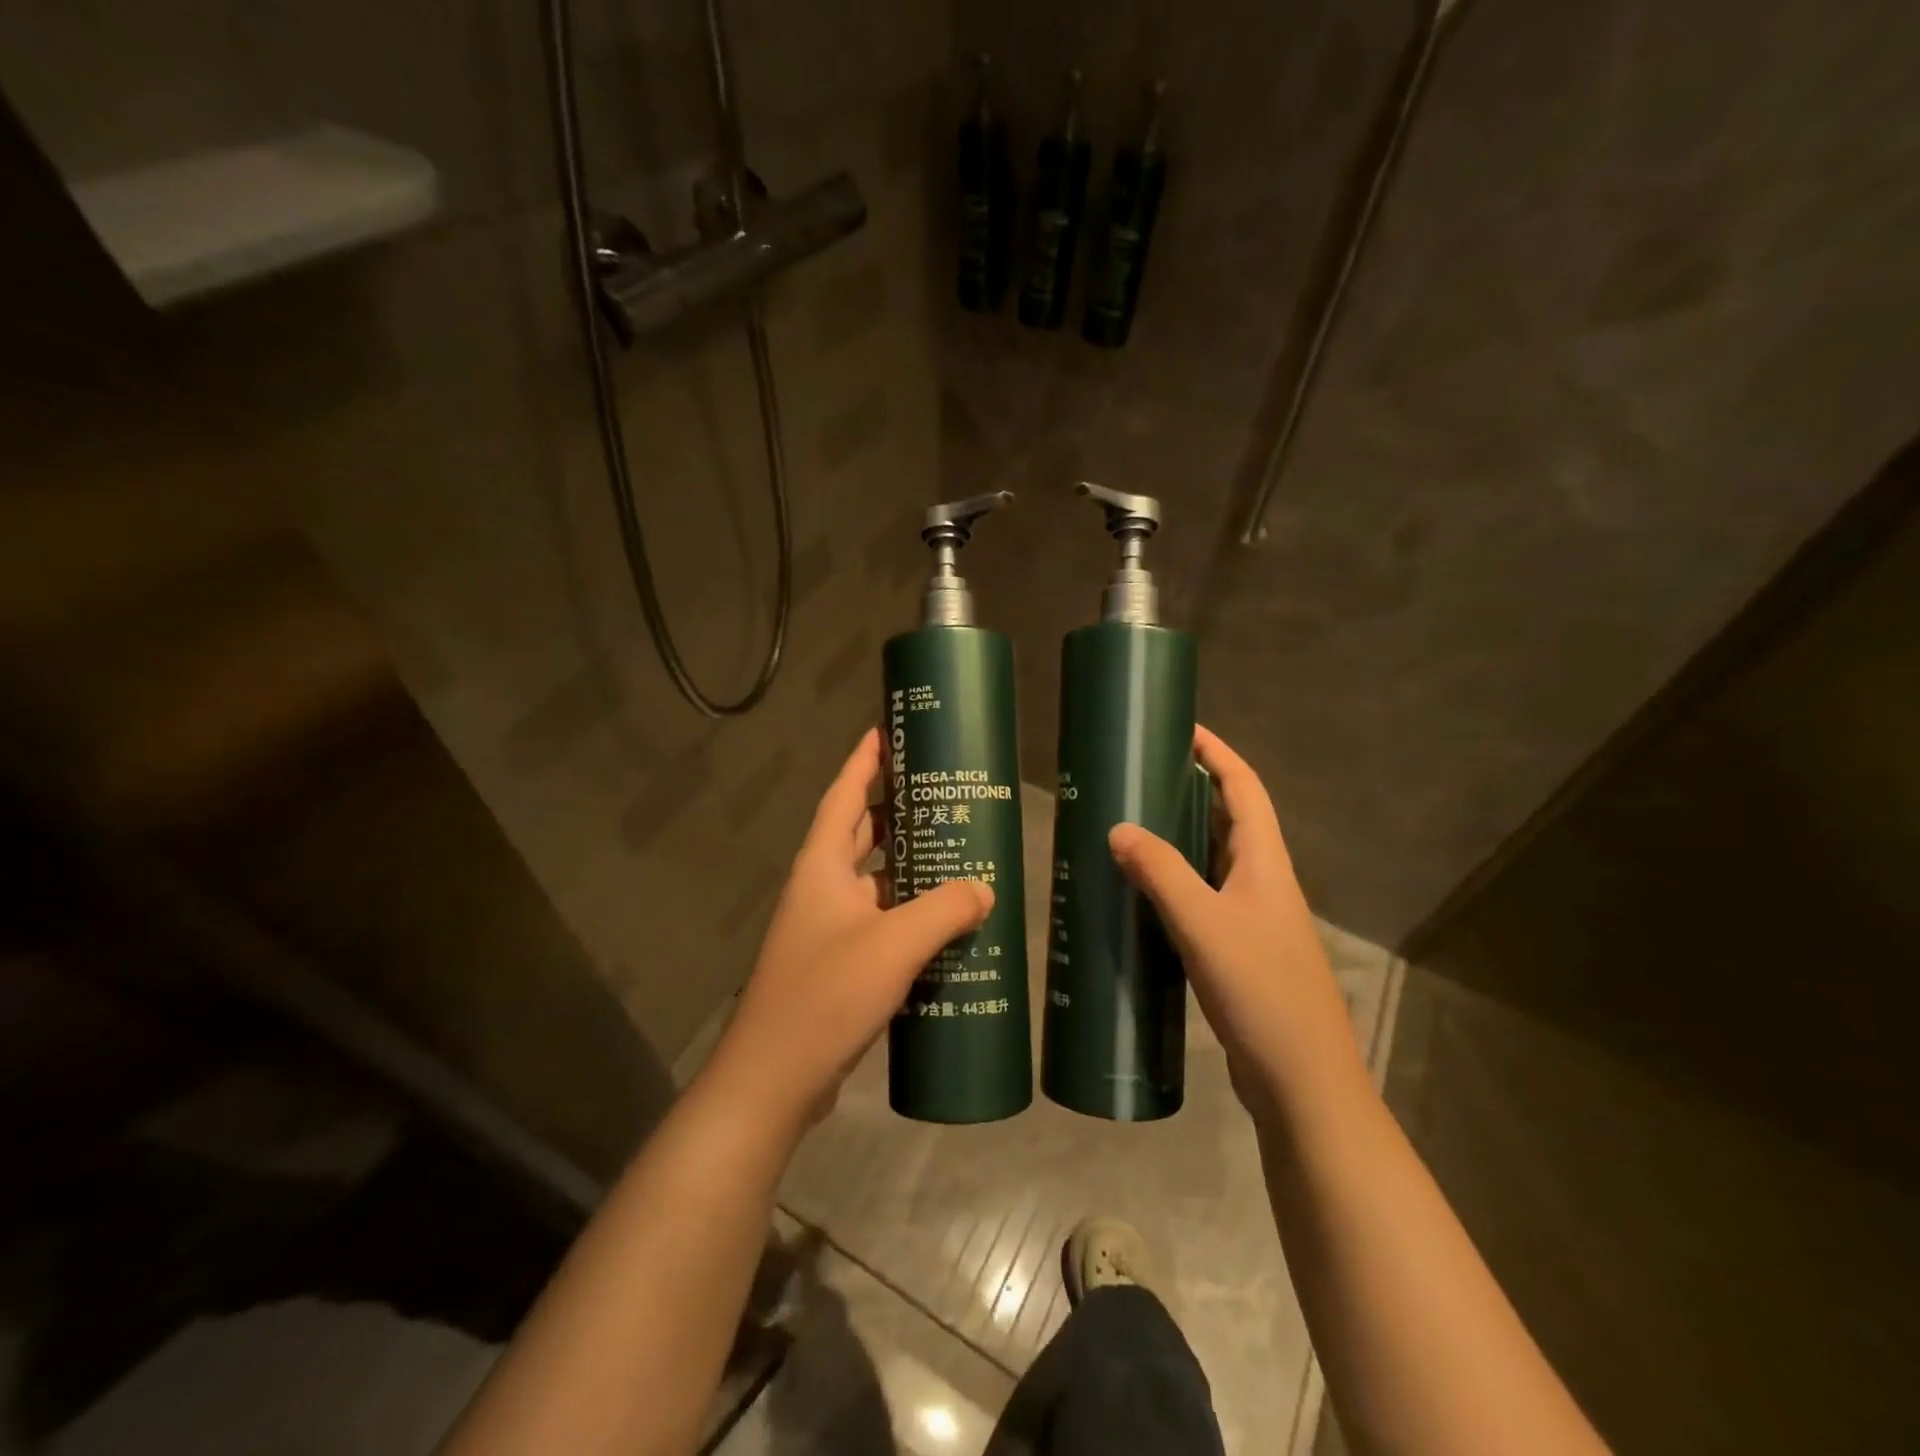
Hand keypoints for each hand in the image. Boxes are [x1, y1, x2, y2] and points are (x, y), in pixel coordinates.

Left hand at [703, 728, 993, 1130]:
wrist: (774, 1078)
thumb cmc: (825, 995)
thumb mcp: (893, 945)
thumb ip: (944, 910)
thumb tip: (984, 889)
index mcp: (822, 867)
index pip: (844, 796)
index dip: (864, 761)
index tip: (887, 731)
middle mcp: (822, 888)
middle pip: (860, 832)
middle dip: (894, 808)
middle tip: (940, 792)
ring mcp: (828, 928)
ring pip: (873, 879)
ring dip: (906, 863)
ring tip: (953, 849)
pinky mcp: (839, 963)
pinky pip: (879, 920)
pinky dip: (907, 911)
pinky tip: (944, 921)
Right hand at [1107, 725, 1359, 1117]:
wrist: (1302, 1081)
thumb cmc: (1261, 991)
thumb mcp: (1204, 925)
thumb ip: (1161, 873)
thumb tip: (1117, 828)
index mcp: (1266, 863)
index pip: (1244, 788)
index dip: (1216, 753)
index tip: (1181, 728)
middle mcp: (1264, 882)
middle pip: (1230, 818)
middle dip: (1192, 790)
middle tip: (1140, 777)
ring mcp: (1253, 918)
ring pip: (1214, 860)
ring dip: (1180, 837)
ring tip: (1131, 826)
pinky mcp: (1239, 949)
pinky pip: (1203, 897)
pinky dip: (1175, 882)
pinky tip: (1140, 895)